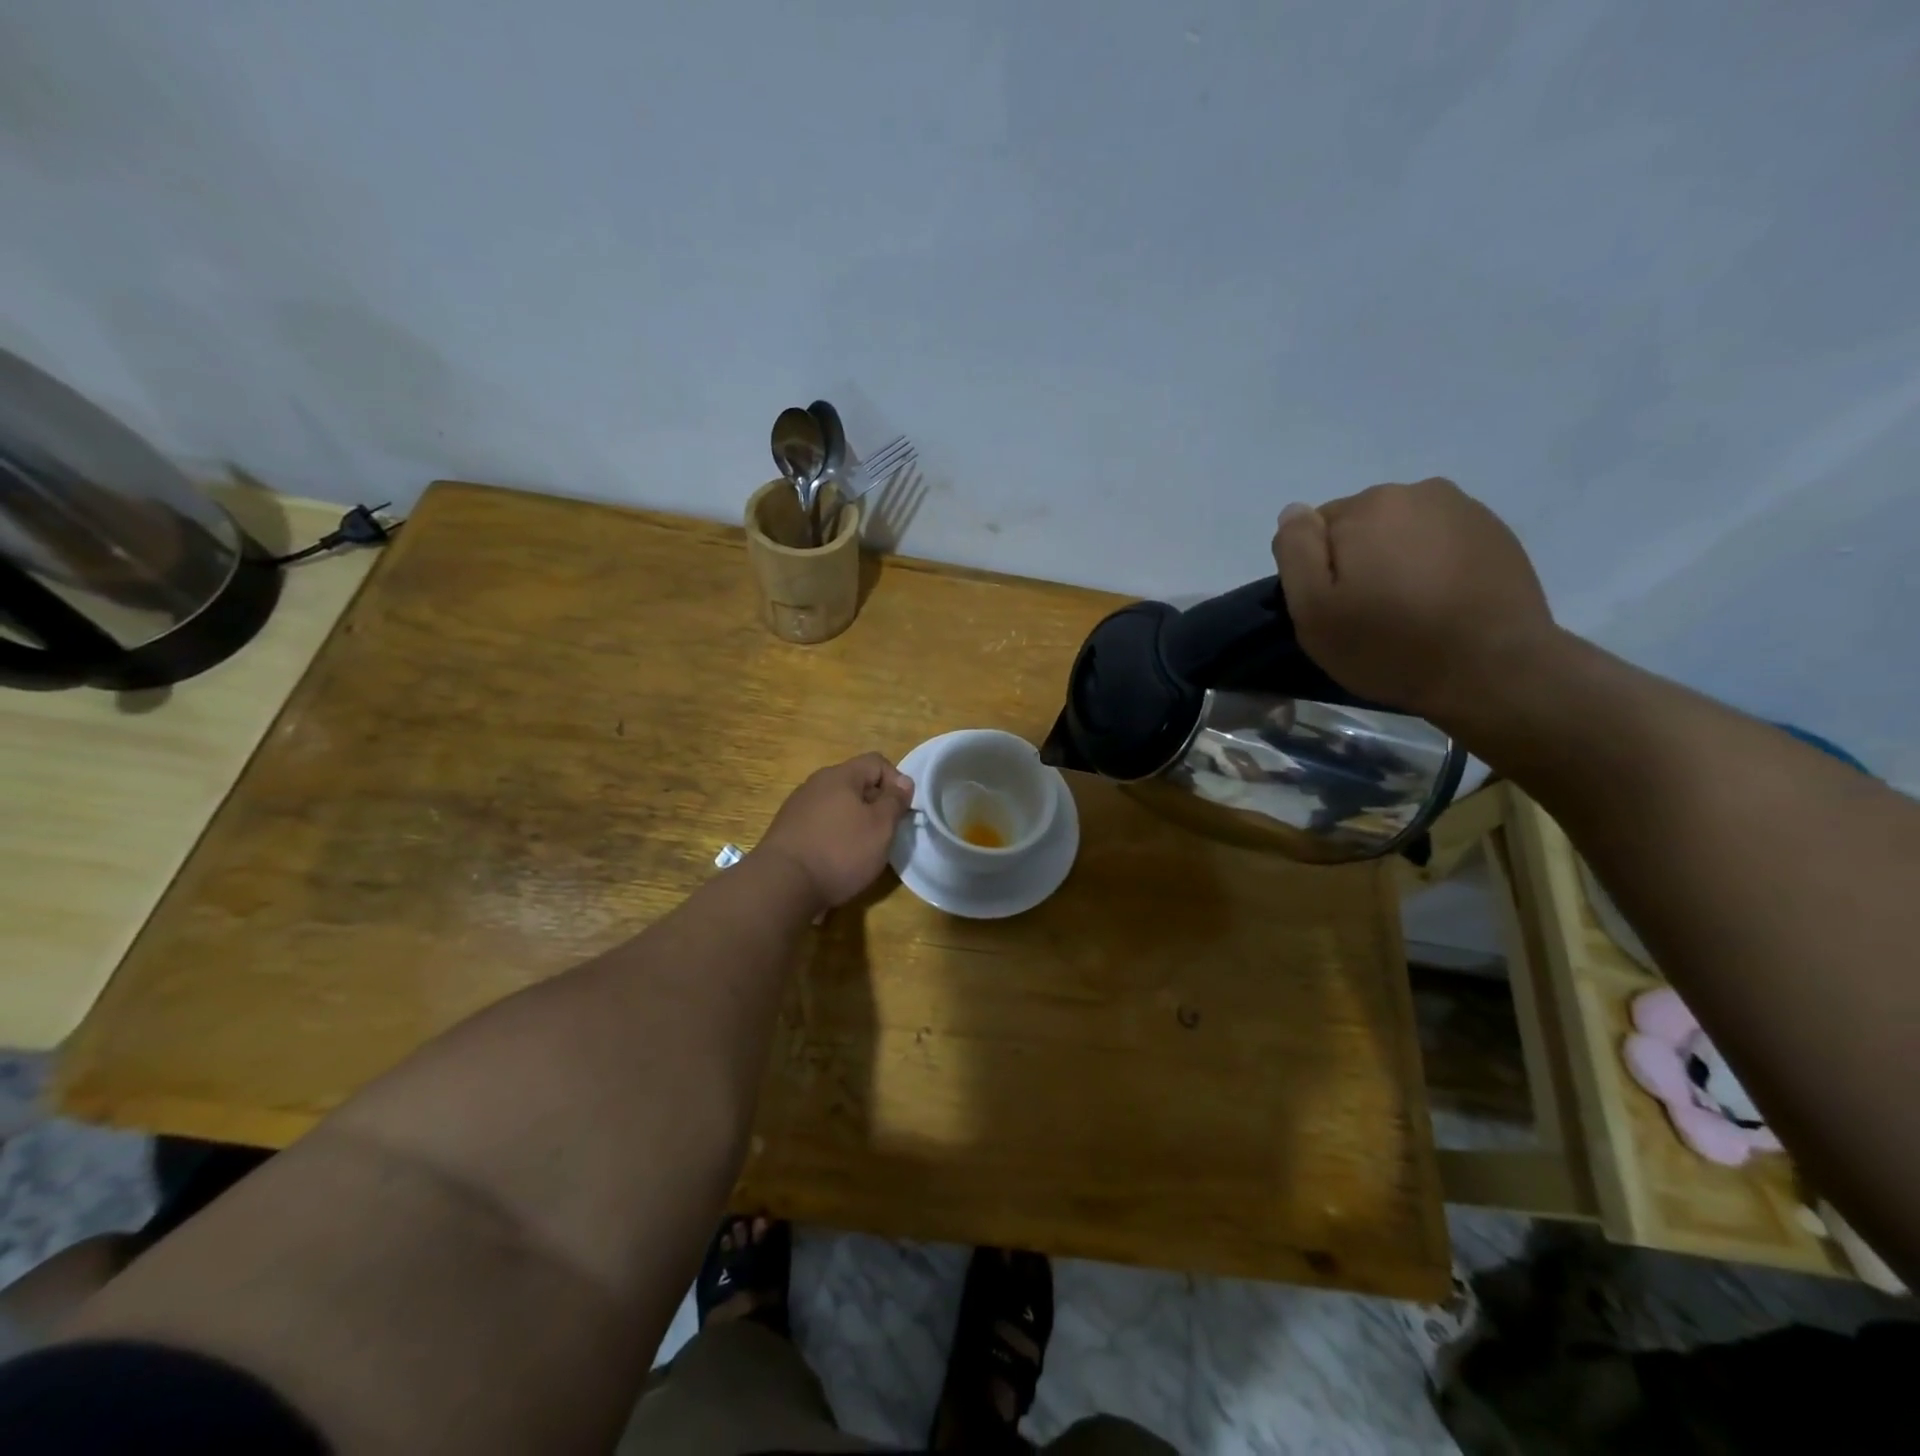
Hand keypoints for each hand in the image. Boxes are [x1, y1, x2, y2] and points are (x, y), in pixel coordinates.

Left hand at [757, 753, 914, 909]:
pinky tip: (836, 860)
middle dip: (875, 804)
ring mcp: (798, 807)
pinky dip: (834, 836)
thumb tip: (903, 781)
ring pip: (837, 805)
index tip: (902, 810)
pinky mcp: (788, 831)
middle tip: (885, 833)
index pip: (876, 762)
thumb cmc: (840, 851)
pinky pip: (820, 824)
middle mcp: (816, 784)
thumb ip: (895, 801)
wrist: (782, 885)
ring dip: (854, 821)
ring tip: (862, 850)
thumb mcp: (880, 827)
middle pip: (855, 783)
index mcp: (840, 776)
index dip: (896, 781)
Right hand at [1272, 478, 1557, 725]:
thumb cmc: (1389, 644)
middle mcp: (1418, 491)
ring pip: (1403, 532)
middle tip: (1369, 612)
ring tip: (1408, 609)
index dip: (1317, 570)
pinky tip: (1440, 604)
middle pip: (1362, 525)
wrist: (1492, 669)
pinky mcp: (1496, 534)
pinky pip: (1441, 543)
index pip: (1316, 527)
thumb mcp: (1313, 610)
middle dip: (1358, 560)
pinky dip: (1433, 566)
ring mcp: (1464, 510)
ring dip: (1396, 561)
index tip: (1334, 607)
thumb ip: (1295, 551)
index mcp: (1368, 506)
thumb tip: (1294, 512)